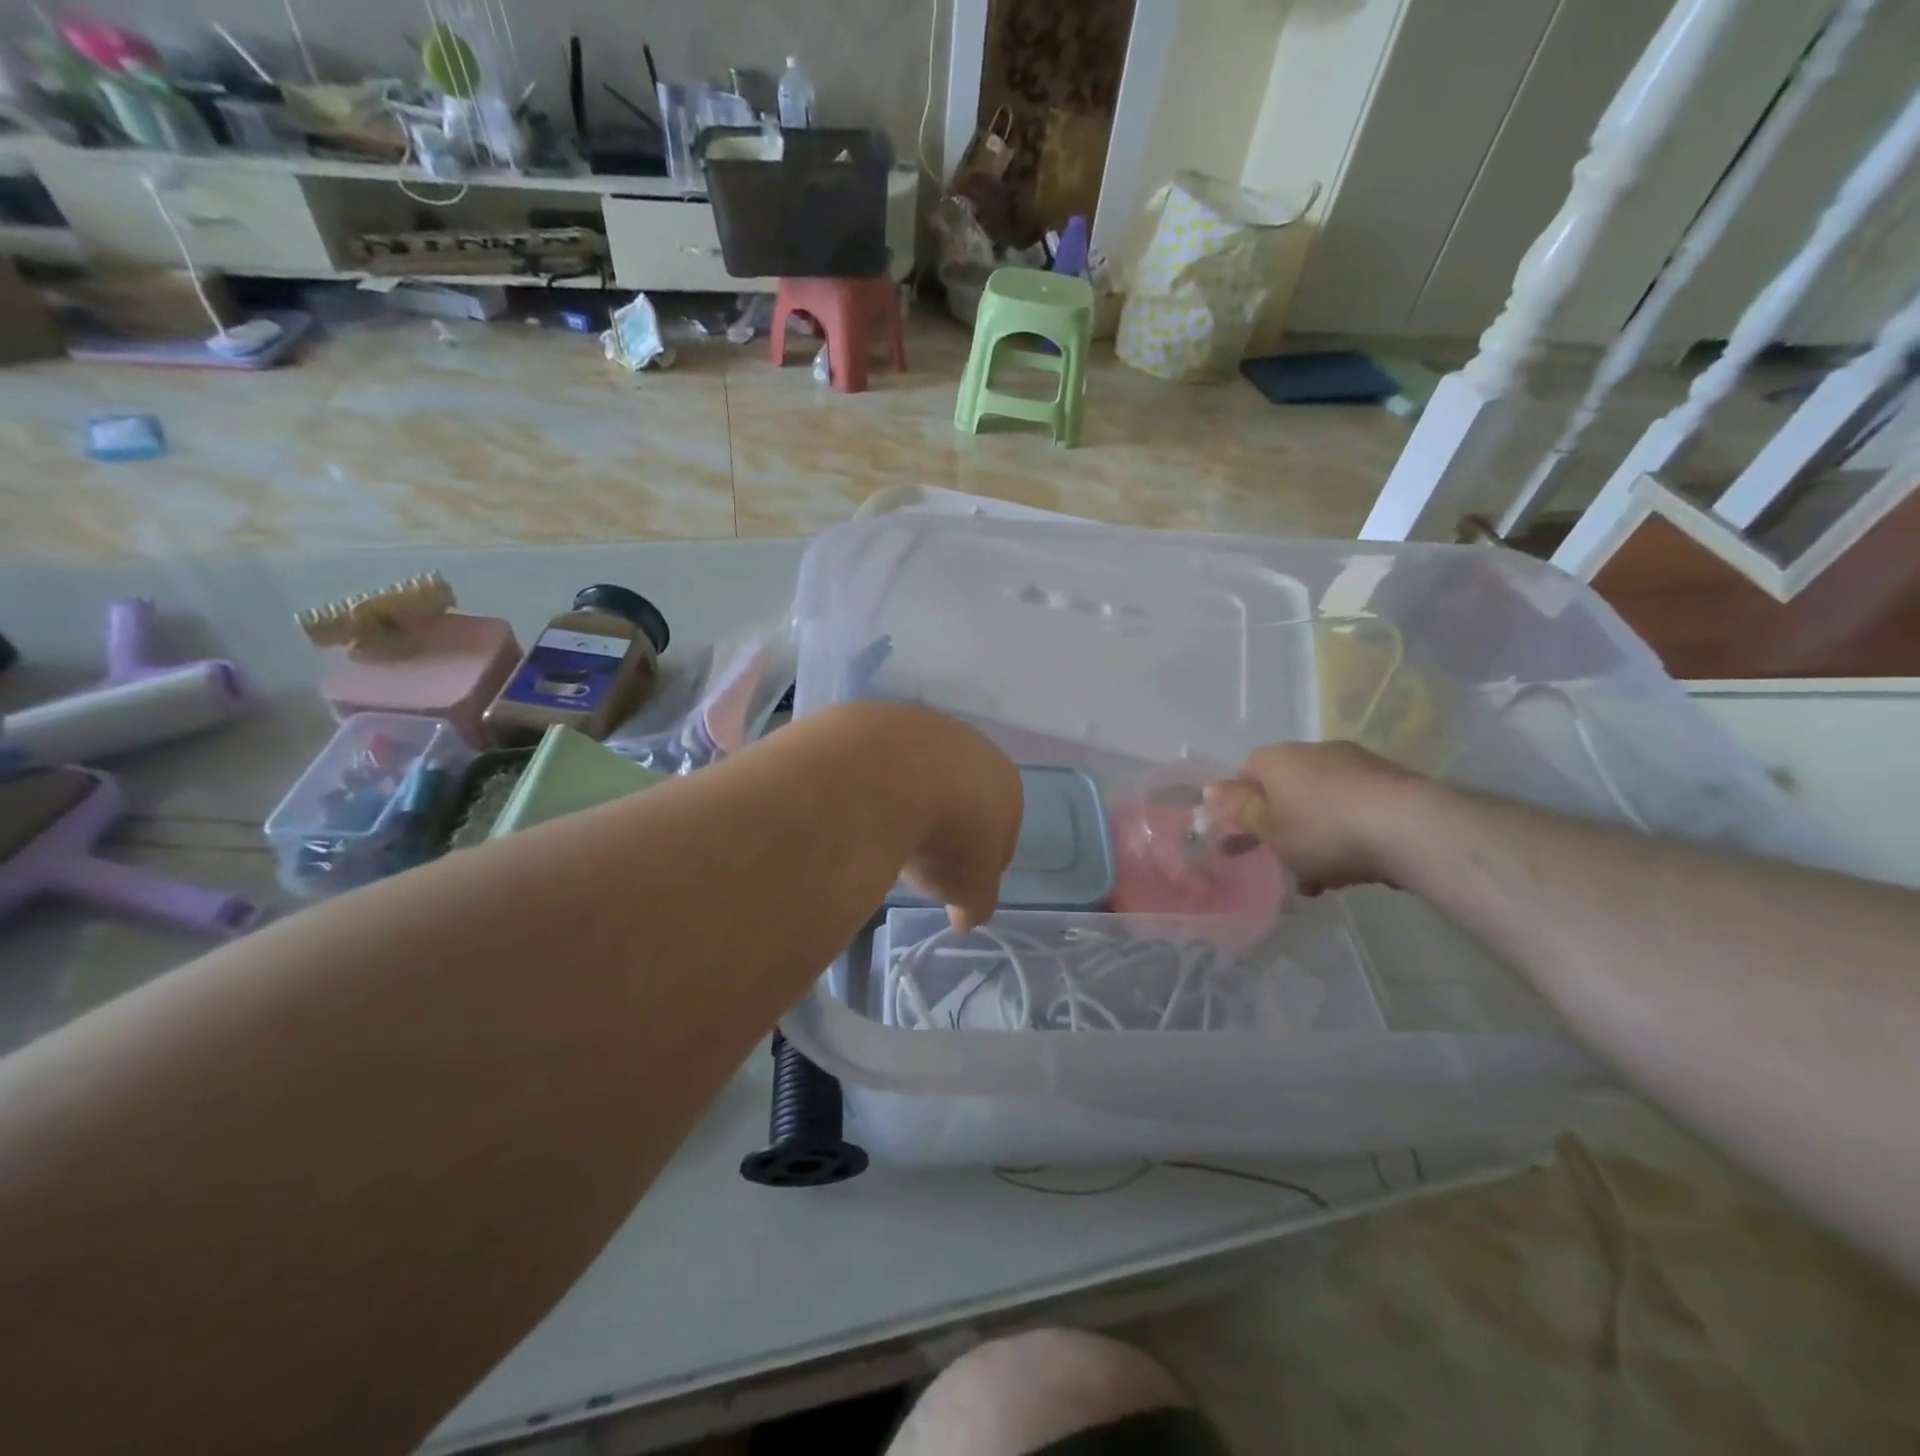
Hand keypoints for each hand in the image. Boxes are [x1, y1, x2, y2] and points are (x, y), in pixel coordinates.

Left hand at [857, 705, 1023, 933]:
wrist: (886, 775)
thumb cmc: (946, 836)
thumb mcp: (969, 886)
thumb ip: (975, 903)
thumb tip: (967, 920)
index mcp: (1006, 784)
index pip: (1005, 830)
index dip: (984, 859)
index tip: (962, 883)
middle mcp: (971, 746)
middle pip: (964, 794)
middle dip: (949, 823)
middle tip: (923, 858)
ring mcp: (923, 726)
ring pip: (921, 773)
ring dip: (910, 799)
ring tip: (886, 832)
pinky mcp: (877, 718)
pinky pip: (880, 762)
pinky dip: (874, 783)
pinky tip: (860, 805)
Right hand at [1204, 741, 1422, 893]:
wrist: (1411, 829)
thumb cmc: (1322, 829)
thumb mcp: (1268, 827)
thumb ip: (1237, 808)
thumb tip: (1210, 788)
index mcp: (1277, 759)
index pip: (1246, 773)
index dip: (1241, 806)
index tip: (1246, 838)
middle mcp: (1314, 752)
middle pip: (1285, 789)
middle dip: (1282, 826)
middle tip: (1283, 863)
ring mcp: (1356, 764)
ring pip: (1321, 802)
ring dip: (1315, 836)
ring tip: (1320, 878)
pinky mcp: (1391, 784)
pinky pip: (1355, 810)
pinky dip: (1348, 834)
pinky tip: (1353, 868)